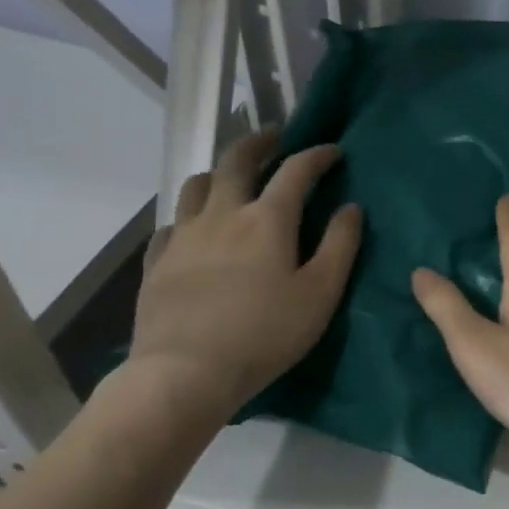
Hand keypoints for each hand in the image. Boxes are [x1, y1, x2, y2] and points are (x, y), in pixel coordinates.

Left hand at [129, 130, 361, 417]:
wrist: (187, 371)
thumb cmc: (266, 333)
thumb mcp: (320, 293)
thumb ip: (340, 245)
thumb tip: (351, 208)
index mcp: (267, 220)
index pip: (295, 171)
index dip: (316, 155)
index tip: (333, 150)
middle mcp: (222, 215)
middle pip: (237, 161)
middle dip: (260, 142)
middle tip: (275, 137)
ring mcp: (184, 236)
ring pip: (197, 184)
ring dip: (219, 172)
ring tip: (232, 178)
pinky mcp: (158, 261)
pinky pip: (173, 223)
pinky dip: (191, 215)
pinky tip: (195, 229)